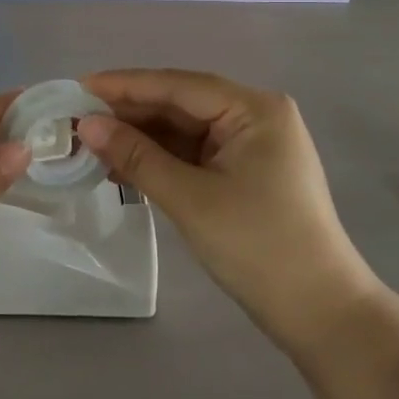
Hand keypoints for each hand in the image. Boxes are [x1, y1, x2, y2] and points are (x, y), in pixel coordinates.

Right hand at [78, 70, 398, 398]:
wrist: (321, 313)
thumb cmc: (259, 247)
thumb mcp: (190, 199)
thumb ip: (136, 156)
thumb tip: (86, 125)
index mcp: (254, 109)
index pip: (178, 85)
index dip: (125, 85)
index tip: (77, 88)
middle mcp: (256, 116)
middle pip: (180, 104)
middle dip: (129, 114)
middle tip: (76, 120)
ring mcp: (253, 145)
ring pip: (184, 130)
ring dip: (141, 138)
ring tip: (91, 144)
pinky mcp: (247, 172)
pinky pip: (194, 154)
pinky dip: (161, 159)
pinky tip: (124, 165)